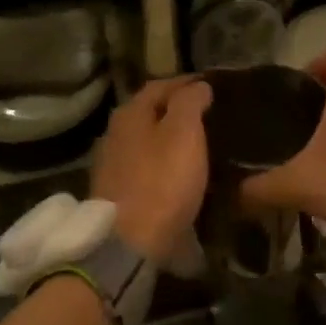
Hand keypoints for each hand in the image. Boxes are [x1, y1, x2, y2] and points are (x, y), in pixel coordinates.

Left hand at [90, 77, 213, 260]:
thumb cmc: (162, 181)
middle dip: (177, 110)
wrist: (130, 241)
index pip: (160, 85)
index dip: (187, 83)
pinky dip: (164, 163)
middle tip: (209, 114)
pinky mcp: (117, 192)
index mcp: (130, 113)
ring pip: (147, 140)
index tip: (213, 86)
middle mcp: (115, 133)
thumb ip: (190, 103)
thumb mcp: (184, 133)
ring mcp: (112, 164)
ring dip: (170, 138)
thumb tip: (198, 86)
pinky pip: (146, 167)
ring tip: (200, 143)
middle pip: (150, 113)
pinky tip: (181, 172)